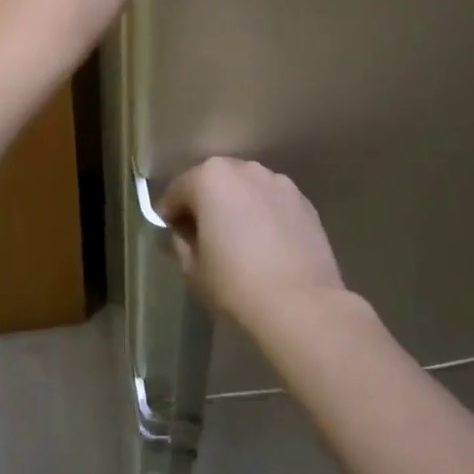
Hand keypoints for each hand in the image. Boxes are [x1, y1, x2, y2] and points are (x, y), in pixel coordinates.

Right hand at [159, 158, 347, 337]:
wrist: (302, 304)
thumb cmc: (236, 284)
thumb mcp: (193, 269)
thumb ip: (181, 243)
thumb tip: (184, 234)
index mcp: (209, 178)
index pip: (178, 190)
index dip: (170, 213)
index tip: (170, 233)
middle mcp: (244, 169)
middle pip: (214, 182)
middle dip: (205, 203)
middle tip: (203, 235)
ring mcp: (277, 182)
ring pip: (246, 189)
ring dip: (238, 205)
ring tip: (240, 239)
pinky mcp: (303, 200)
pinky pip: (272, 202)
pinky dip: (265, 214)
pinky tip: (268, 244)